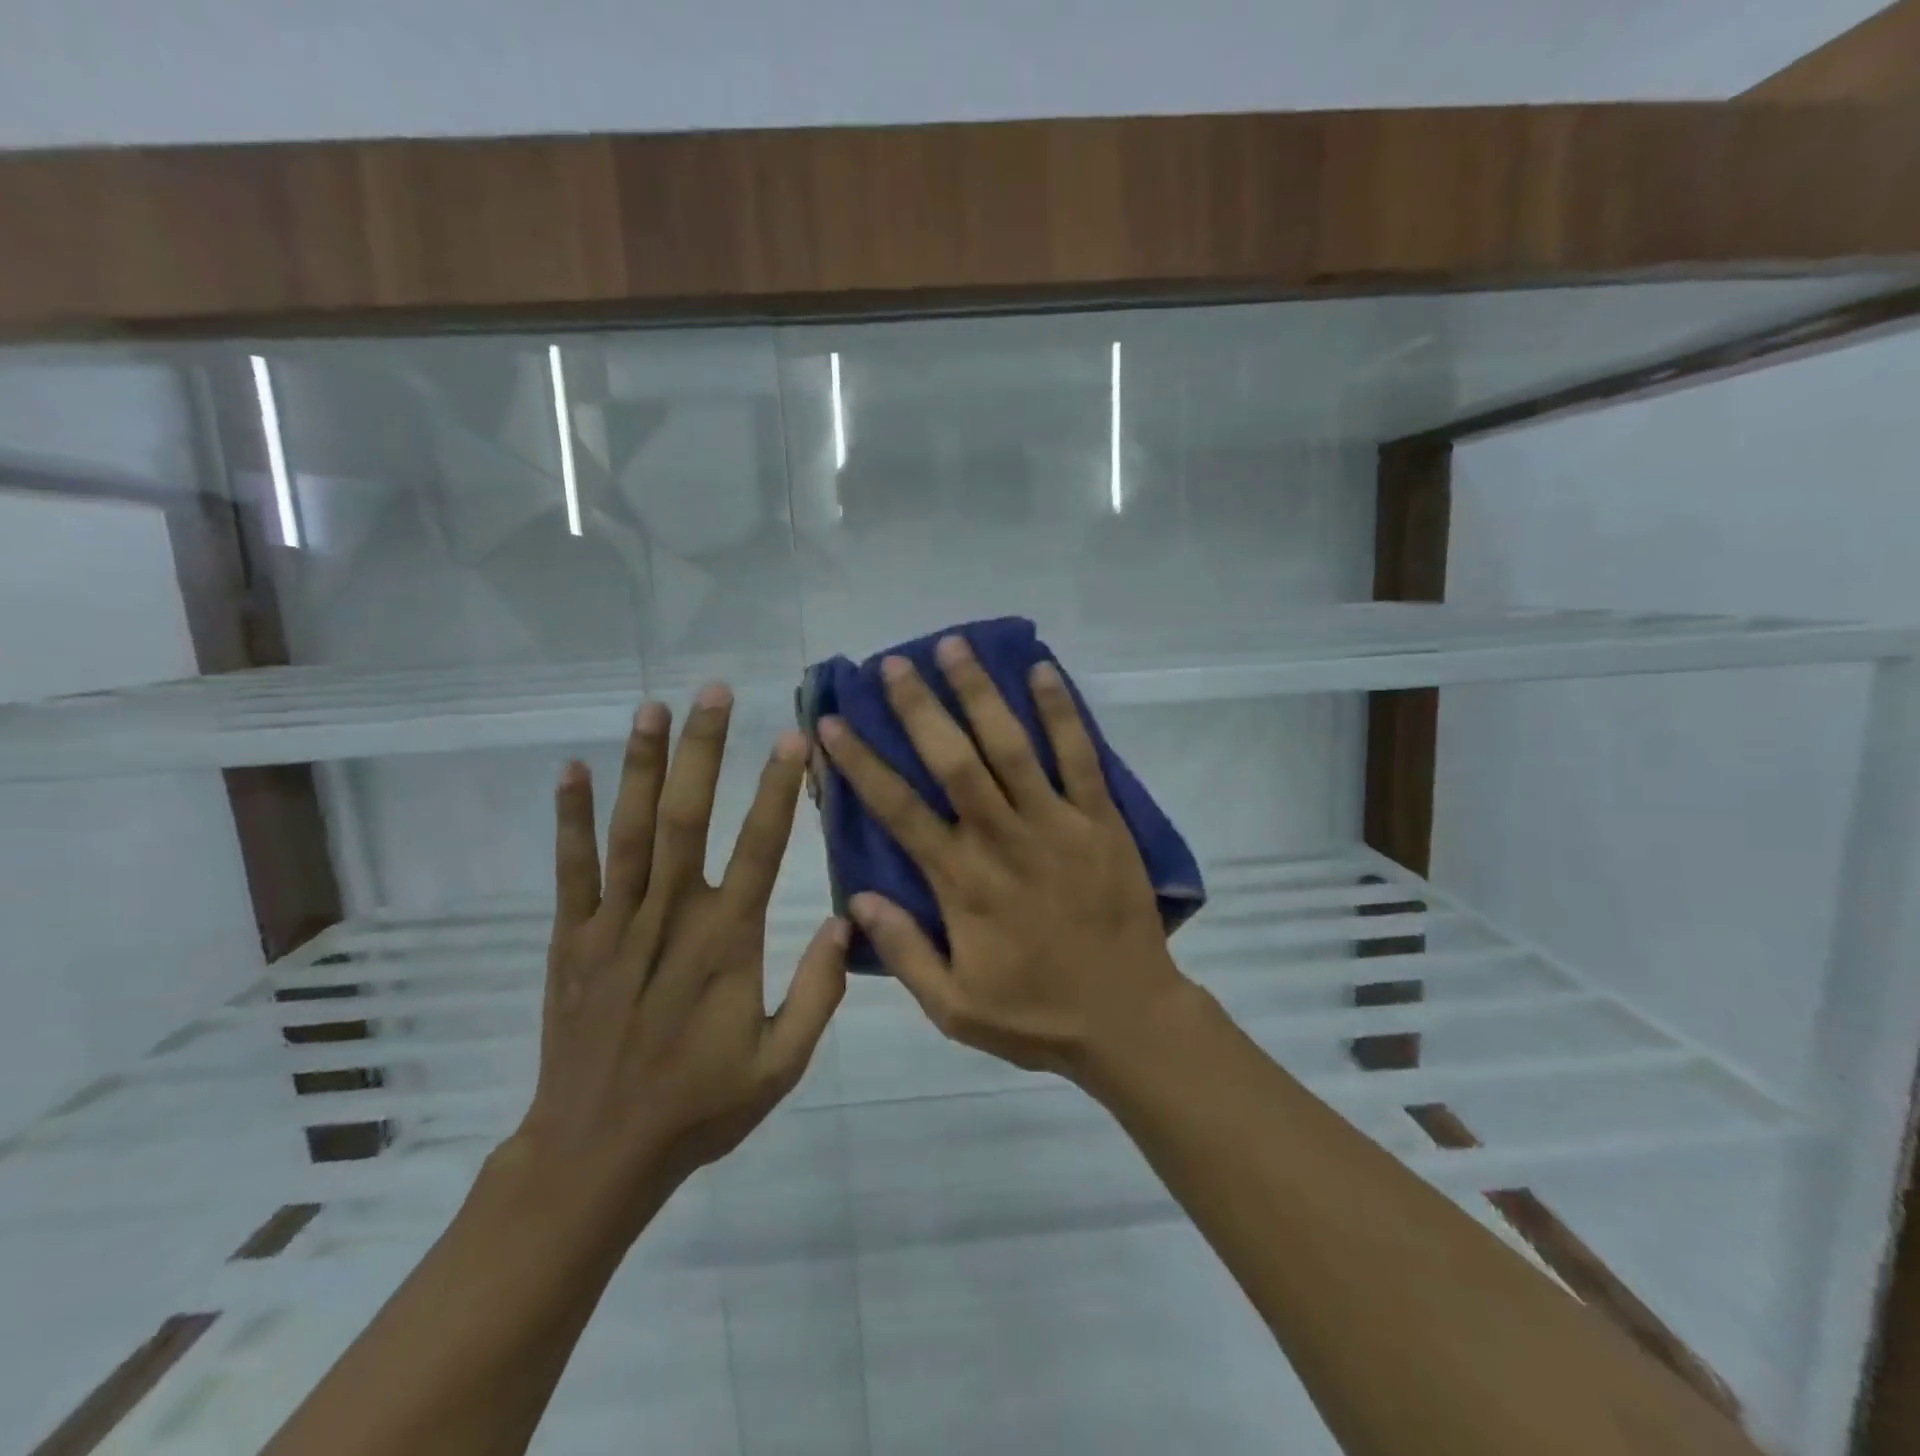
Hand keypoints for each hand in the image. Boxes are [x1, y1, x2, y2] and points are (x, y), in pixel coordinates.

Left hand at [505, 686, 847, 1232]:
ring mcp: (615, 924)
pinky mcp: (573, 939)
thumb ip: (820, 991)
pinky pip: (572, 870)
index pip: (761, 848)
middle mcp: (672, 918)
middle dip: (703, 750)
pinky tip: (572, 771)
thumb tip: (849, 922)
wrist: (597, 1153)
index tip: (791, 738)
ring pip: (631, 830)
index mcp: (728, 943)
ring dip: (642, 765)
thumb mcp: (782, 1063)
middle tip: (715, 691)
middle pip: (688, 818)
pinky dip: (571, 819)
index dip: (777, 789)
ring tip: (653, 707)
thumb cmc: (700, 1105)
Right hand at [817, 637, 1191, 1082]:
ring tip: (953, 646)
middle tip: (892, 664)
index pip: (899, 810)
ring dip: (980, 692)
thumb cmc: (1036, 1014)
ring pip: (1012, 745)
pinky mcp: (1101, 819)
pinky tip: (1043, 670)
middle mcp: (1003, 838)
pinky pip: (1081, 755)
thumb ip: (905, 950)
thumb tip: (856, 898)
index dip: (862, 763)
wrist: (1128, 1018)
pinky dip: (1062, 711)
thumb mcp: (953, 1007)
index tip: (834, 723)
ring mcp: (1056, 822)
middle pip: (953, 760)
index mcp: (961, 881)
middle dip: (918, 708)